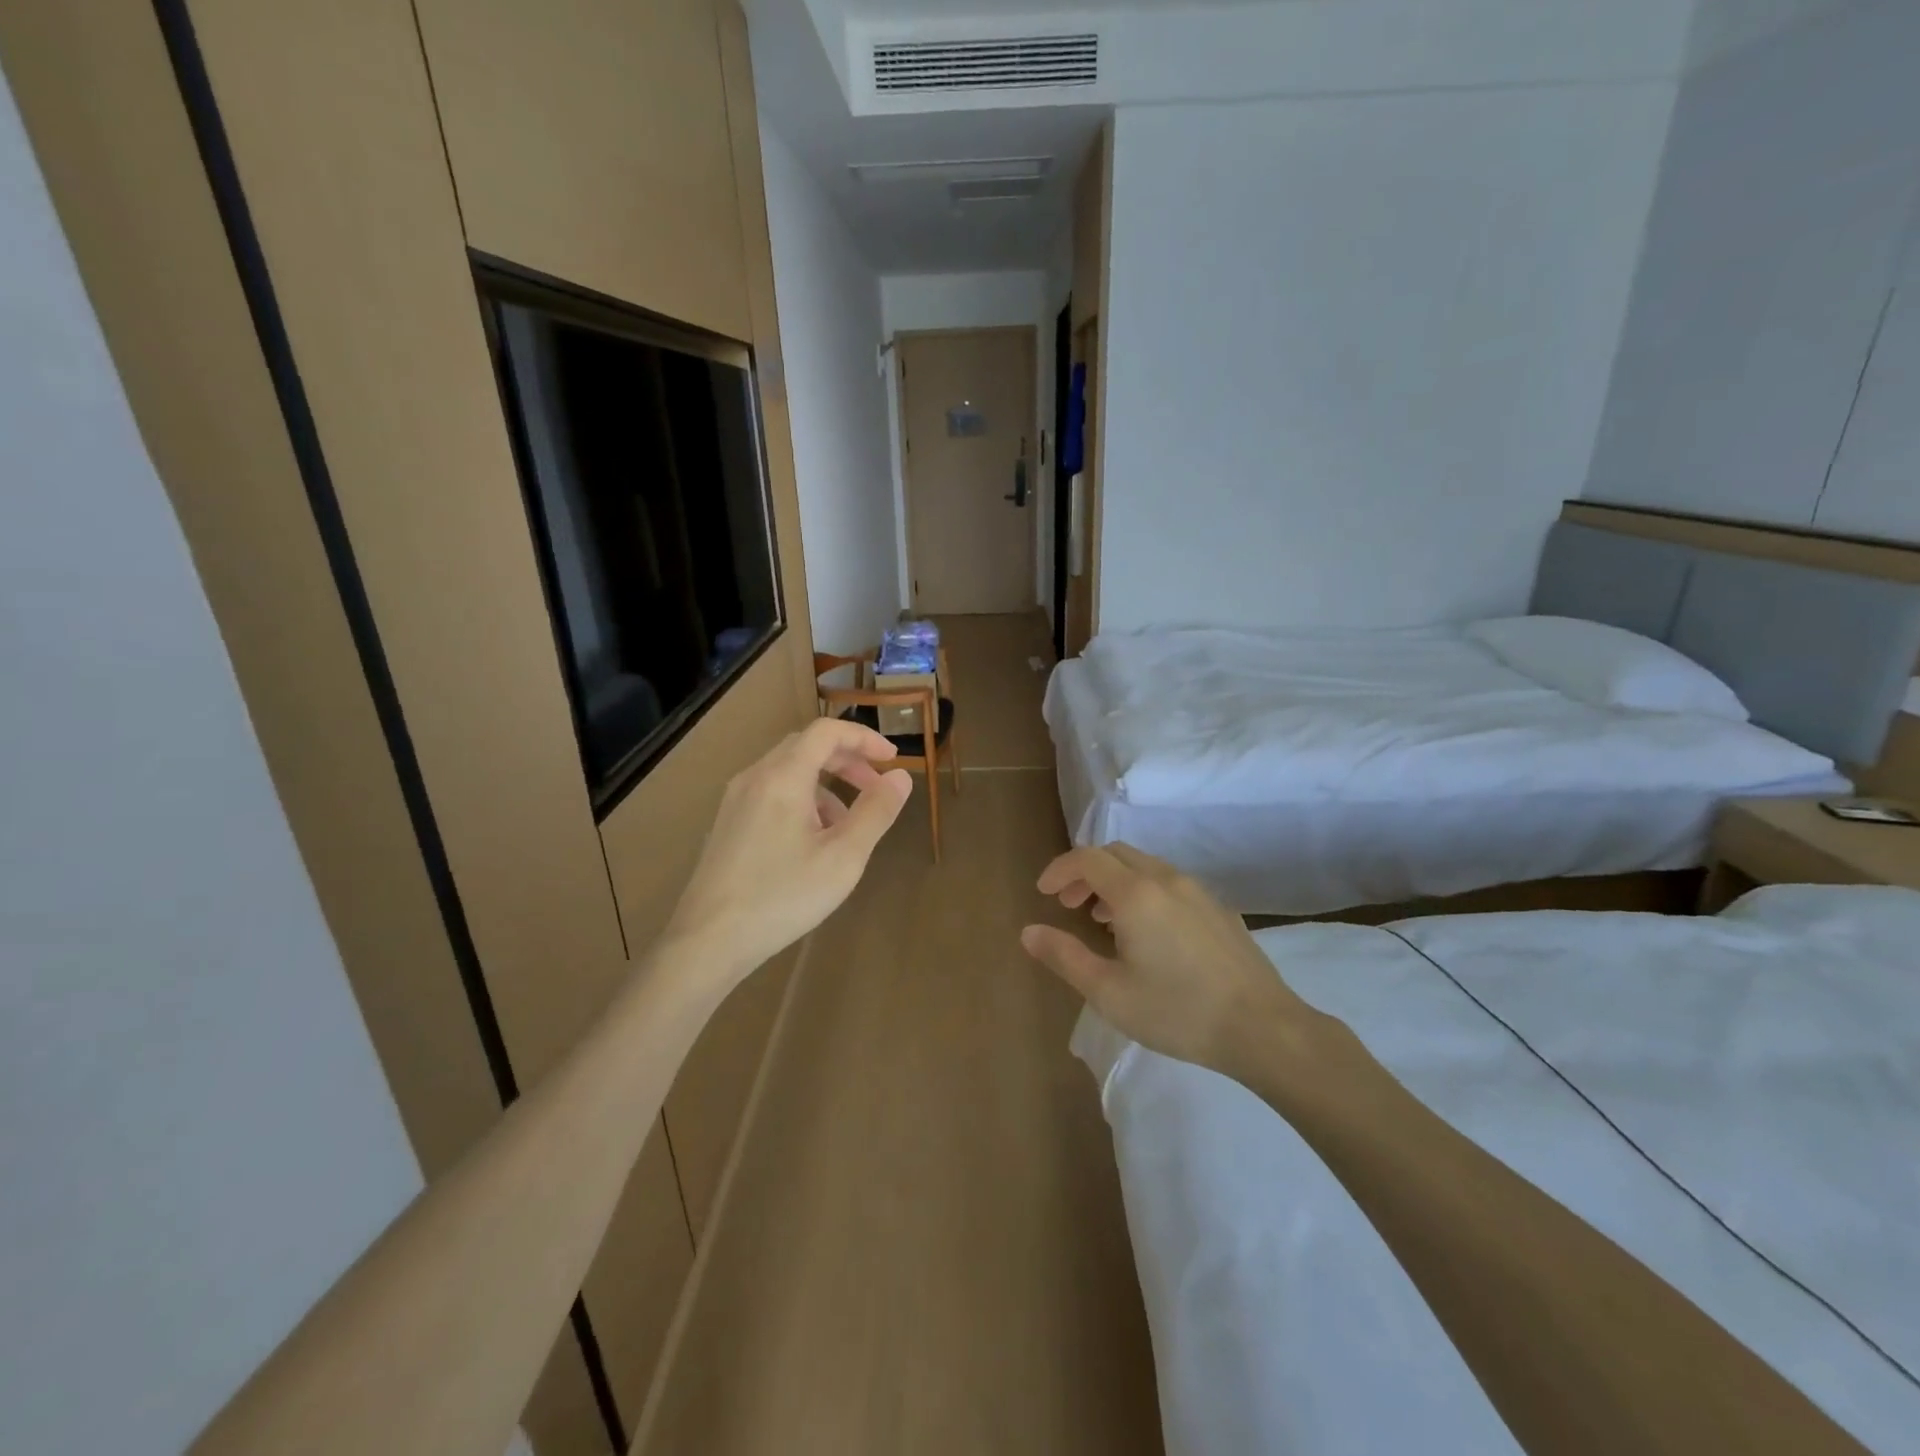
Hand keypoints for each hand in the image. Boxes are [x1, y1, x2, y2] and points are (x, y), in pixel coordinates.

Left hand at [663, 718, 910, 993]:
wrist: (708, 941)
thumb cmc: (782, 896)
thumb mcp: (843, 857)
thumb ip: (876, 812)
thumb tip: (901, 778)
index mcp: (783, 777)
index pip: (827, 732)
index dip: (864, 738)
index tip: (893, 760)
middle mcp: (755, 777)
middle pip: (806, 746)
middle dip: (848, 760)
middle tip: (877, 786)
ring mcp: (736, 800)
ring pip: (789, 772)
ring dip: (827, 784)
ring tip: (849, 824)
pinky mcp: (728, 824)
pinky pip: (772, 793)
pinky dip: (803, 800)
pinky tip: (813, 842)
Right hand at [1021, 843, 1320, 1077]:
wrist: (1263, 1028)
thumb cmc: (1177, 1011)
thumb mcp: (1108, 992)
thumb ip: (1064, 956)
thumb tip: (1028, 932)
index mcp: (1135, 893)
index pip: (1087, 859)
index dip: (1059, 869)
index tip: (1043, 893)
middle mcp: (1166, 879)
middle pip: (1115, 854)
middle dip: (1084, 872)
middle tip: (1068, 904)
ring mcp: (1197, 891)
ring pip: (1144, 866)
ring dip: (1114, 881)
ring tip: (1102, 919)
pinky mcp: (1219, 909)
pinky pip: (1169, 883)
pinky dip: (1143, 890)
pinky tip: (1147, 932)